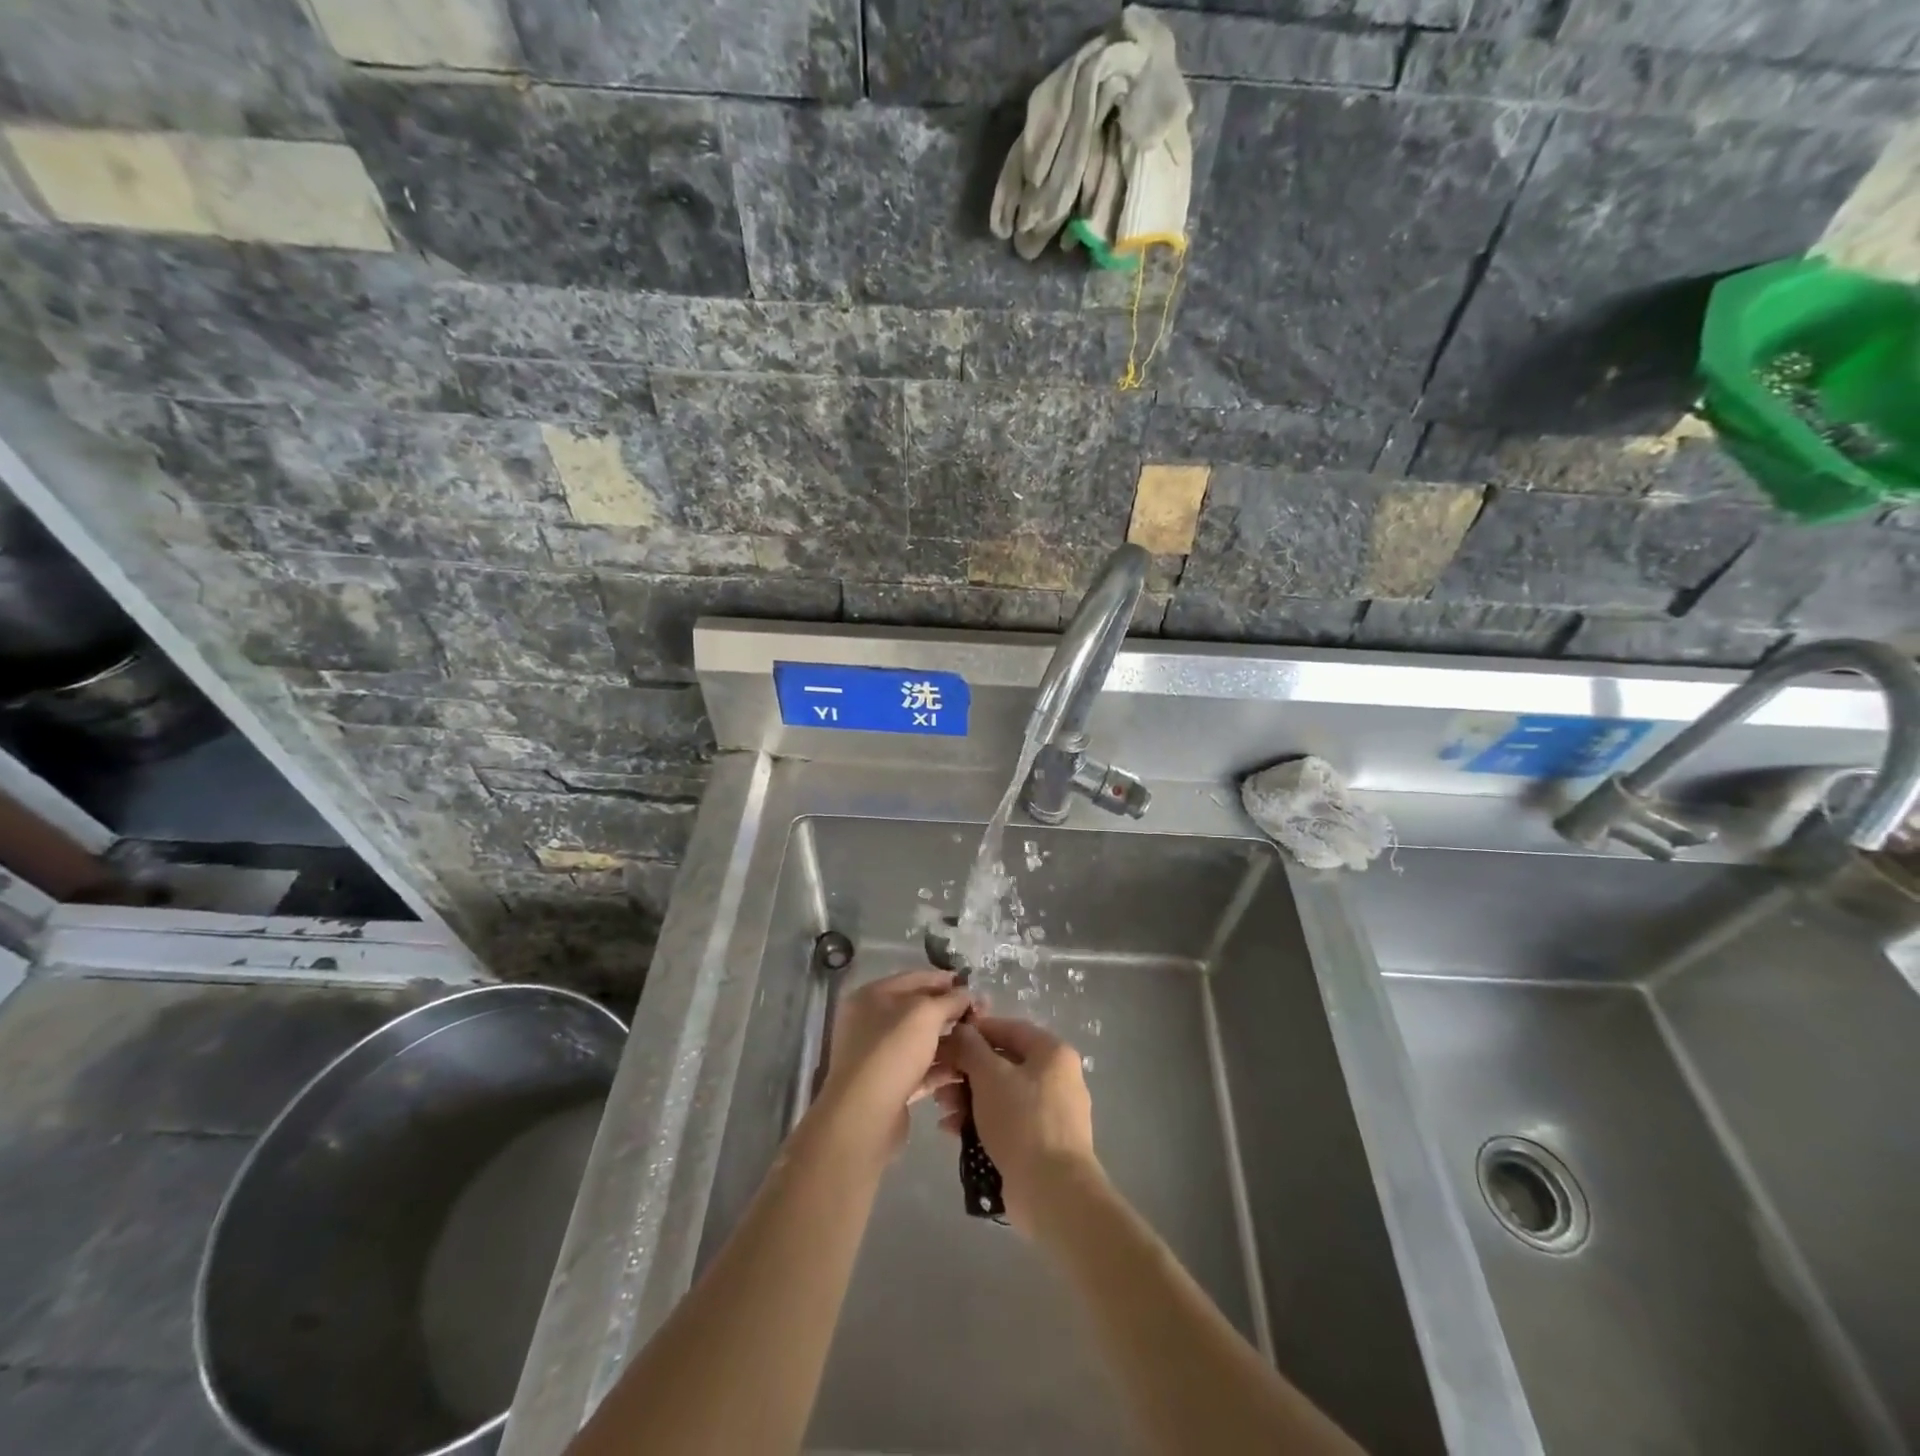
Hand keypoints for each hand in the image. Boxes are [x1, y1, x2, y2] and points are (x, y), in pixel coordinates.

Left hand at [816, 970, 971, 1156]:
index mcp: (872, 996)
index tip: (973, 985)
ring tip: (979, 1041)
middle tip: (982, 1015)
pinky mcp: (890, 1086)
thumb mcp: (926, 1015)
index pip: (915, 979)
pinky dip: (942, 1067)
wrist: (865, 1116)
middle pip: (918, 1011)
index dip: (945, 980)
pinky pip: (921, 1070)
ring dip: (950, 1040)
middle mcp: (872, 1022)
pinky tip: (966, 1067)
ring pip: (921, 1042)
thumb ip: (950, 1000)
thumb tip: (969, 993)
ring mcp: (880, 1056)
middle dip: (950, 1012)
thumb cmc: (892, 1051)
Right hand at [935, 1014, 1100, 1233]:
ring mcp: (1051, 1112)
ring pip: (1002, 1093)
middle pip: (1003, 1063)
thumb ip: (971, 1048)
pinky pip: (1007, 1120)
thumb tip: (962, 1030)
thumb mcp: (990, 1076)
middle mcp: (1057, 1077)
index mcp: (1052, 1053)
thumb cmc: (1022, 1120)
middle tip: (939, 1079)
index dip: (975, 1031)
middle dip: (967, 1071)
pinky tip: (953, 1130)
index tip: (946, 1040)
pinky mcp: (1041, 1142)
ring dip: (969, 1098)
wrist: (1052, 1191)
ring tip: (943, 1109)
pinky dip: (981, 1121)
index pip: (1009, 1028)